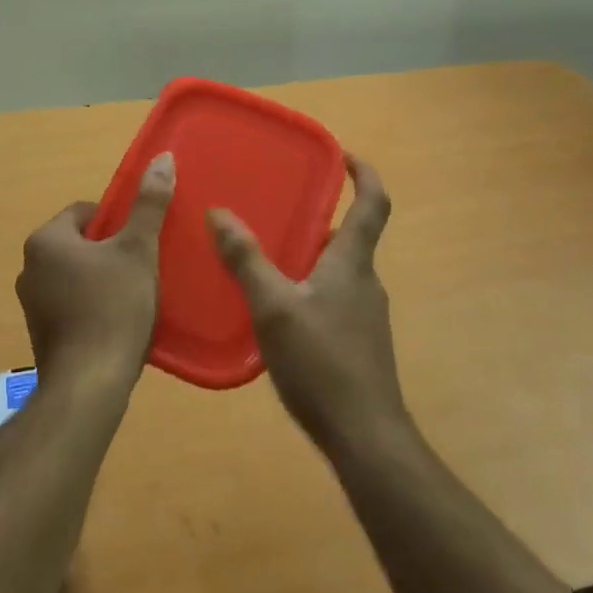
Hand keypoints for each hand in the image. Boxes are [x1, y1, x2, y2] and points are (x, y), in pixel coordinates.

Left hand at [15, 153, 174, 394]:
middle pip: (79, 243)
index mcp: (46, 240)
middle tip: (142, 265)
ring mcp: (31, 303)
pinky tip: (117, 322)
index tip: (140, 238)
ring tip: (134, 295)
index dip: (117, 219)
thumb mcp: (138, 250)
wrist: (90, 384)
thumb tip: (162, 157)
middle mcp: (29, 267)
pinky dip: (91, 305)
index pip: (83, 211)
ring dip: (101, 278)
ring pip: (75, 275)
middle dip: (110, 250)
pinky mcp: (40, 334)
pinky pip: (70, 304)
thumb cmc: (114, 307)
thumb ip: (149, 204)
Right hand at [209, 156, 407, 457]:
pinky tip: (275, 310)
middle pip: (349, 237)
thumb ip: (246, 260)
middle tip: (277, 208)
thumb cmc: (322, 363)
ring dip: (309, 256)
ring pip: (337, 271)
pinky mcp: (357, 344)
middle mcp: (364, 282)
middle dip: (317, 218)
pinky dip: (307, 288)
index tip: (344, 155)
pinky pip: (332, 299)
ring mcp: (364, 316)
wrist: (365, 437)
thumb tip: (219, 212)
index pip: (373, 204)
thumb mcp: (274, 307)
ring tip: (265, 256)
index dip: (365, 175)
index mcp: (352, 263)